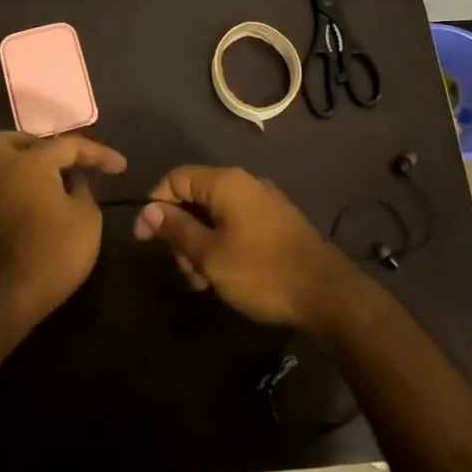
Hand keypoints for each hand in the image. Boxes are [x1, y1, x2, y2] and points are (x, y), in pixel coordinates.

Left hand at [0, 131, 127, 324]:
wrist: (5, 298)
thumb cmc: (53, 253)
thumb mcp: (87, 220)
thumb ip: (83, 191)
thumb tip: (73, 182)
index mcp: (30, 163)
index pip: (69, 145)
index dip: (98, 154)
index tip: (120, 167)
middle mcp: (0, 170)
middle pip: (9, 140)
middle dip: (35, 144)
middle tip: (58, 162)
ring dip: (12, 163)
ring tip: (37, 179)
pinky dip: (7, 187)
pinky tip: (26, 202)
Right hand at [134, 165, 351, 329]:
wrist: (326, 293)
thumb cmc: (261, 271)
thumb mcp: (209, 254)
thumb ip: (177, 229)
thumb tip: (149, 209)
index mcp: (226, 182)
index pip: (176, 177)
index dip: (155, 205)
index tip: (144, 239)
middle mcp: (244, 183)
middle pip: (195, 197)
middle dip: (180, 232)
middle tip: (183, 270)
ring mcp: (263, 203)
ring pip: (214, 216)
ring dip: (199, 245)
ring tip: (202, 282)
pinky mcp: (275, 223)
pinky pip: (235, 225)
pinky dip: (220, 246)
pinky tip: (222, 276)